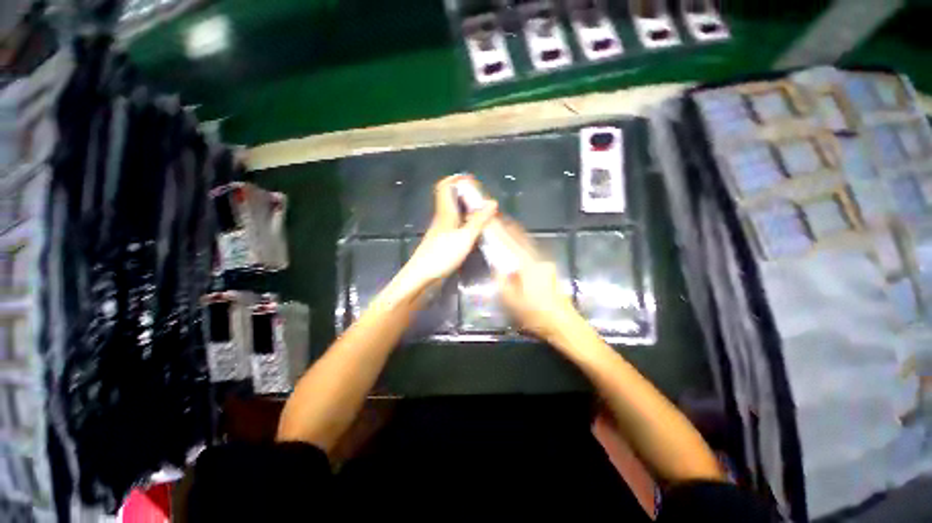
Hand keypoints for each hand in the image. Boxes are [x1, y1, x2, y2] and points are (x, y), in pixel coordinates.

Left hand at [400, 175, 497, 296]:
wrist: (422, 277)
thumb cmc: (442, 255)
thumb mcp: (465, 237)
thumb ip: (478, 221)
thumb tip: (492, 202)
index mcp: (445, 213)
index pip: (445, 187)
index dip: (456, 179)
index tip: (471, 179)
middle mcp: (442, 218)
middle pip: (450, 199)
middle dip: (465, 194)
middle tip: (483, 199)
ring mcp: (441, 231)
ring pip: (453, 213)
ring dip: (466, 209)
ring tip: (483, 214)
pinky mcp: (442, 242)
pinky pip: (455, 225)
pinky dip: (465, 223)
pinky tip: (474, 231)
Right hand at [493, 220, 581, 344]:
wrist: (563, 324)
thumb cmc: (534, 314)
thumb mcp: (510, 299)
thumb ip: (501, 279)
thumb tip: (497, 266)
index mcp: (527, 265)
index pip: (510, 242)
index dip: (501, 230)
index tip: (493, 219)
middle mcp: (538, 260)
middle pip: (521, 240)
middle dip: (510, 230)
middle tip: (500, 221)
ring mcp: (546, 264)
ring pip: (527, 247)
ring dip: (517, 239)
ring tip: (506, 232)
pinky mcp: (549, 270)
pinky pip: (532, 255)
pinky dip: (523, 249)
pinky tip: (517, 250)